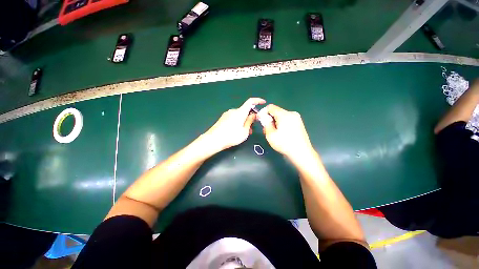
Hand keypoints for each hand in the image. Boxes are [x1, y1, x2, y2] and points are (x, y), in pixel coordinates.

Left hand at [205, 98, 265, 150]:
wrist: (213, 140)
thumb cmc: (231, 136)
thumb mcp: (244, 131)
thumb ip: (250, 121)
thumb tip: (254, 115)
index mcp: (240, 112)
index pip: (250, 102)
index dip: (257, 100)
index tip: (263, 102)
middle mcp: (233, 111)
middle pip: (245, 110)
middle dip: (250, 117)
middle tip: (252, 128)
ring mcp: (227, 114)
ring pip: (239, 115)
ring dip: (244, 121)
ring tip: (245, 132)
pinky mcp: (223, 118)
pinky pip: (234, 117)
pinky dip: (238, 122)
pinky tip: (237, 130)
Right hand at [259, 104, 313, 159]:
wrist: (302, 153)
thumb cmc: (284, 144)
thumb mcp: (270, 135)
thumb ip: (265, 124)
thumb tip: (264, 117)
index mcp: (284, 115)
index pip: (271, 107)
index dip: (263, 112)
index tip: (261, 120)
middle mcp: (291, 113)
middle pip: (276, 111)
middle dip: (270, 118)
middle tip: (267, 129)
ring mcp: (297, 118)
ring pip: (281, 116)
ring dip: (275, 122)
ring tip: (275, 133)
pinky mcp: (299, 123)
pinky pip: (287, 119)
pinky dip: (282, 123)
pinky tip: (282, 133)